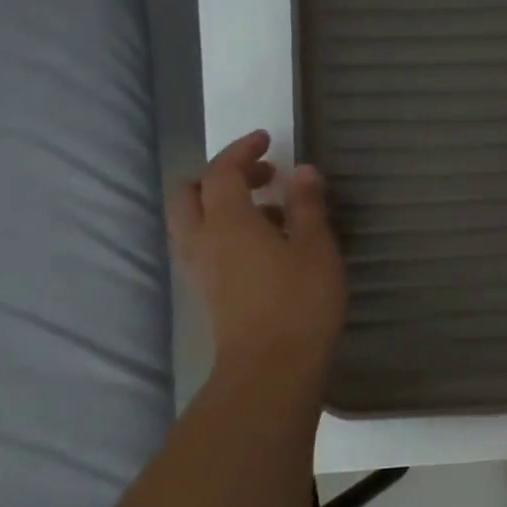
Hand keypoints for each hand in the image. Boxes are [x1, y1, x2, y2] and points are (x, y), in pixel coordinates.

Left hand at [168, 130, 346, 400]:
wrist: (271, 366)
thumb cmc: (300, 299)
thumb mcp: (316, 246)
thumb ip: (307, 205)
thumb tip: (301, 170)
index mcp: (228, 221)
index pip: (221, 172)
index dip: (241, 151)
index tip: (266, 140)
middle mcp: (202, 240)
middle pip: (190, 194)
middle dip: (221, 176)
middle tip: (262, 175)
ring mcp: (199, 269)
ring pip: (192, 222)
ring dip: (221, 204)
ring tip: (269, 211)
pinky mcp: (207, 292)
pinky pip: (203, 246)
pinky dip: (224, 230)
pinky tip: (261, 245)